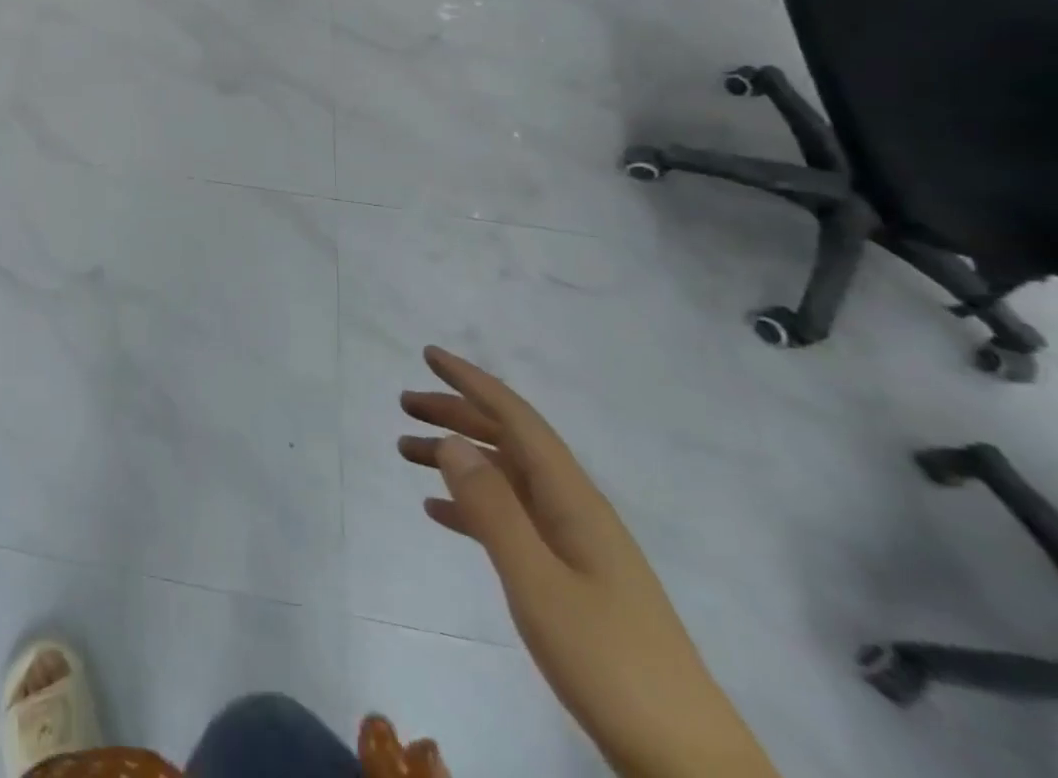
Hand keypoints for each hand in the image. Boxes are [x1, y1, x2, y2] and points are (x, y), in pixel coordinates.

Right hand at [398, 348, 775, 777]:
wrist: (688, 763)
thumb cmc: (608, 662)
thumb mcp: (538, 583)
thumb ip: (492, 509)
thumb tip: (453, 440)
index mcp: (572, 499)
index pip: (517, 418)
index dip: (472, 382)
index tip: (429, 355)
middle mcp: (574, 509)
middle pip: (508, 441)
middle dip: (456, 414)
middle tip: (404, 405)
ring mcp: (575, 545)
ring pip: (505, 479)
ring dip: (457, 459)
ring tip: (406, 453)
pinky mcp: (572, 579)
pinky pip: (511, 521)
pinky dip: (472, 507)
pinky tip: (438, 513)